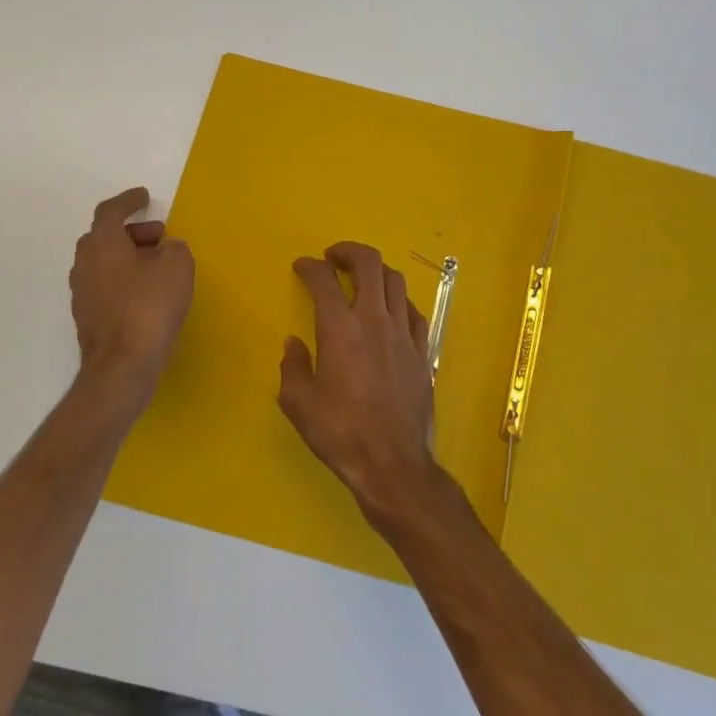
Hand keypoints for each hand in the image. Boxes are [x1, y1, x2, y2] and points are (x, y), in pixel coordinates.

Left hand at [70, 187, 193, 389]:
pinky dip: (123, 281)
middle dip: (131, 232)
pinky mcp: (87, 318)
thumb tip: (167, 250)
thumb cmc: (149, 307)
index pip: (110, 211)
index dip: (128, 201)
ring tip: (156, 267)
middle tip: (158, 237)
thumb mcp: (177, 267)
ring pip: (103, 263)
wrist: (122, 364)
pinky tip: (146, 295)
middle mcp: (85, 264)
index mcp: (102, 244)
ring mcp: (82, 293)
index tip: (144, 197)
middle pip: (104, 237)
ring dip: (127, 258)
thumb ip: (174, 249)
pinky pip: (105, 286)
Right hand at [278, 241, 443, 523]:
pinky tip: (390, 311)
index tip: (302, 266)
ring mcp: (403, 334)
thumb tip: (294, 344)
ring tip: (362, 279)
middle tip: (334, 257)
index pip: (323, 280)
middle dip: (348, 251)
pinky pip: (413, 311)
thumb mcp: (299, 403)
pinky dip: (398, 301)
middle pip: (369, 264)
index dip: (310, 267)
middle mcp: (374, 321)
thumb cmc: (340, 433)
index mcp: (339, 329)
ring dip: (376, 271)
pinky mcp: (423, 351)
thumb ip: (293, 366)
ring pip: (395, 282)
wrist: (392, 463)